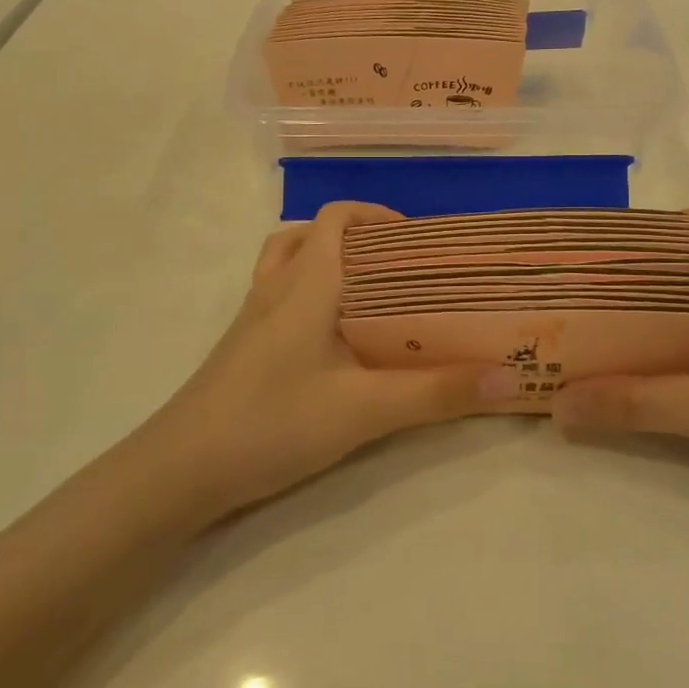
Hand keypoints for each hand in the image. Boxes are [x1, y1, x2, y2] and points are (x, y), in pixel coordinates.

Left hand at [142, 202, 515, 524]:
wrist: (179, 471)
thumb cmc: (273, 422)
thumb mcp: (365, 410)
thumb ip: (437, 393)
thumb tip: (509, 376)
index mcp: (307, 282)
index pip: (336, 218)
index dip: (376, 216)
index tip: (418, 241)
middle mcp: (276, 287)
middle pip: (312, 235)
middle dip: (358, 240)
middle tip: (402, 269)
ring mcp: (252, 317)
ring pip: (288, 263)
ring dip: (326, 262)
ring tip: (368, 295)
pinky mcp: (242, 347)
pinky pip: (279, 297)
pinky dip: (308, 295)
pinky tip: (333, 341)